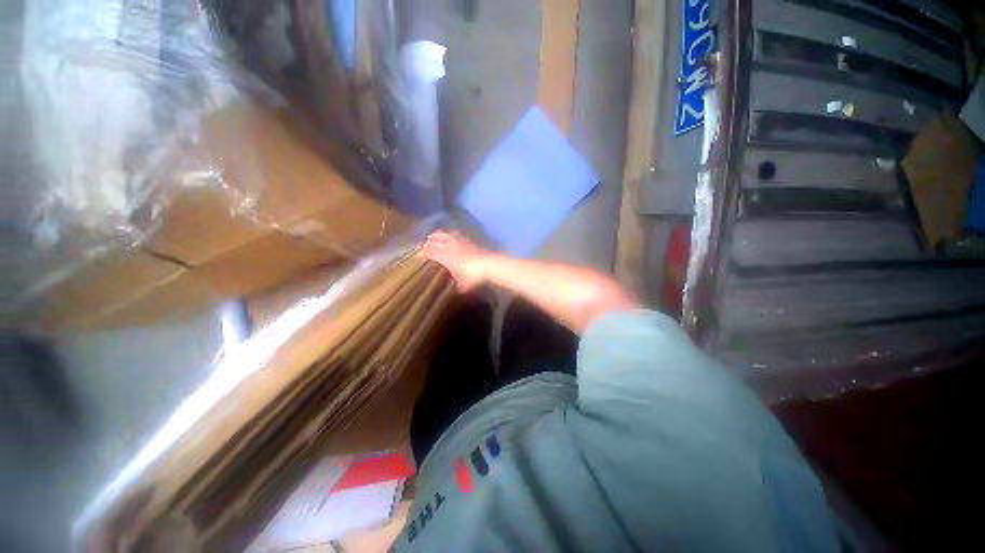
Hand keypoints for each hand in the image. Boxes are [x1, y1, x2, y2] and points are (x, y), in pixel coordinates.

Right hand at [419, 230, 490, 290]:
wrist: (489, 264)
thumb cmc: (473, 275)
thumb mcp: (464, 284)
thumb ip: (459, 286)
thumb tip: (458, 291)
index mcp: (445, 256)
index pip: (430, 251)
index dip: (423, 252)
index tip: (418, 255)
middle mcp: (450, 246)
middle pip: (436, 240)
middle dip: (428, 241)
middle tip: (424, 243)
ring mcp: (460, 241)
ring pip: (445, 234)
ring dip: (438, 234)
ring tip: (434, 235)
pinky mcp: (468, 240)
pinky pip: (456, 234)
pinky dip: (450, 234)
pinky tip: (451, 235)